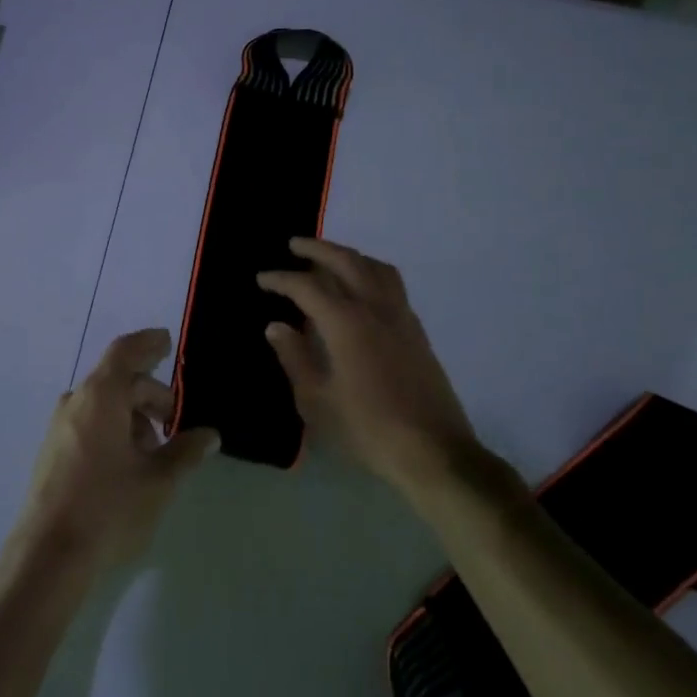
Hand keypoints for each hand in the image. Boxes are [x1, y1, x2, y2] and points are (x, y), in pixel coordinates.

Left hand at [13, 329, 219, 573]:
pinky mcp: (52, 451)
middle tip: (175, 421)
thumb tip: (209, 434)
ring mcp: (59, 426)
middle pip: (118, 380)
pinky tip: (129, 463)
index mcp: (101, 396)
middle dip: (150, 394)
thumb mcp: (158, 480)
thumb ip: (185, 451)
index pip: (126, 352)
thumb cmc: (109, 507)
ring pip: (103, 404)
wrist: (48, 555)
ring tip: (155, 451)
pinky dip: (113, 428)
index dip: (148, 343)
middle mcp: (76, 401)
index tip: (168, 343)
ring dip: (132, 416)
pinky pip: (88, 422)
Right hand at [258, 238, 476, 496]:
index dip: (281, 279)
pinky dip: (369, 271)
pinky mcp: (416, 330)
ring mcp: (401, 316)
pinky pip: (391, 283)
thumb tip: (277, 326)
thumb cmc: (368, 429)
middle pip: (345, 261)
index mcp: (346, 323)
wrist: (434, 452)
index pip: (307, 286)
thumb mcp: (317, 401)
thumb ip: (295, 358)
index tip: (262, 278)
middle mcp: (375, 308)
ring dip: (348, 255)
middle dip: (316, 249)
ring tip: (328, 259)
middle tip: (294, 245)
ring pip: (374, 267)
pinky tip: (360, 288)